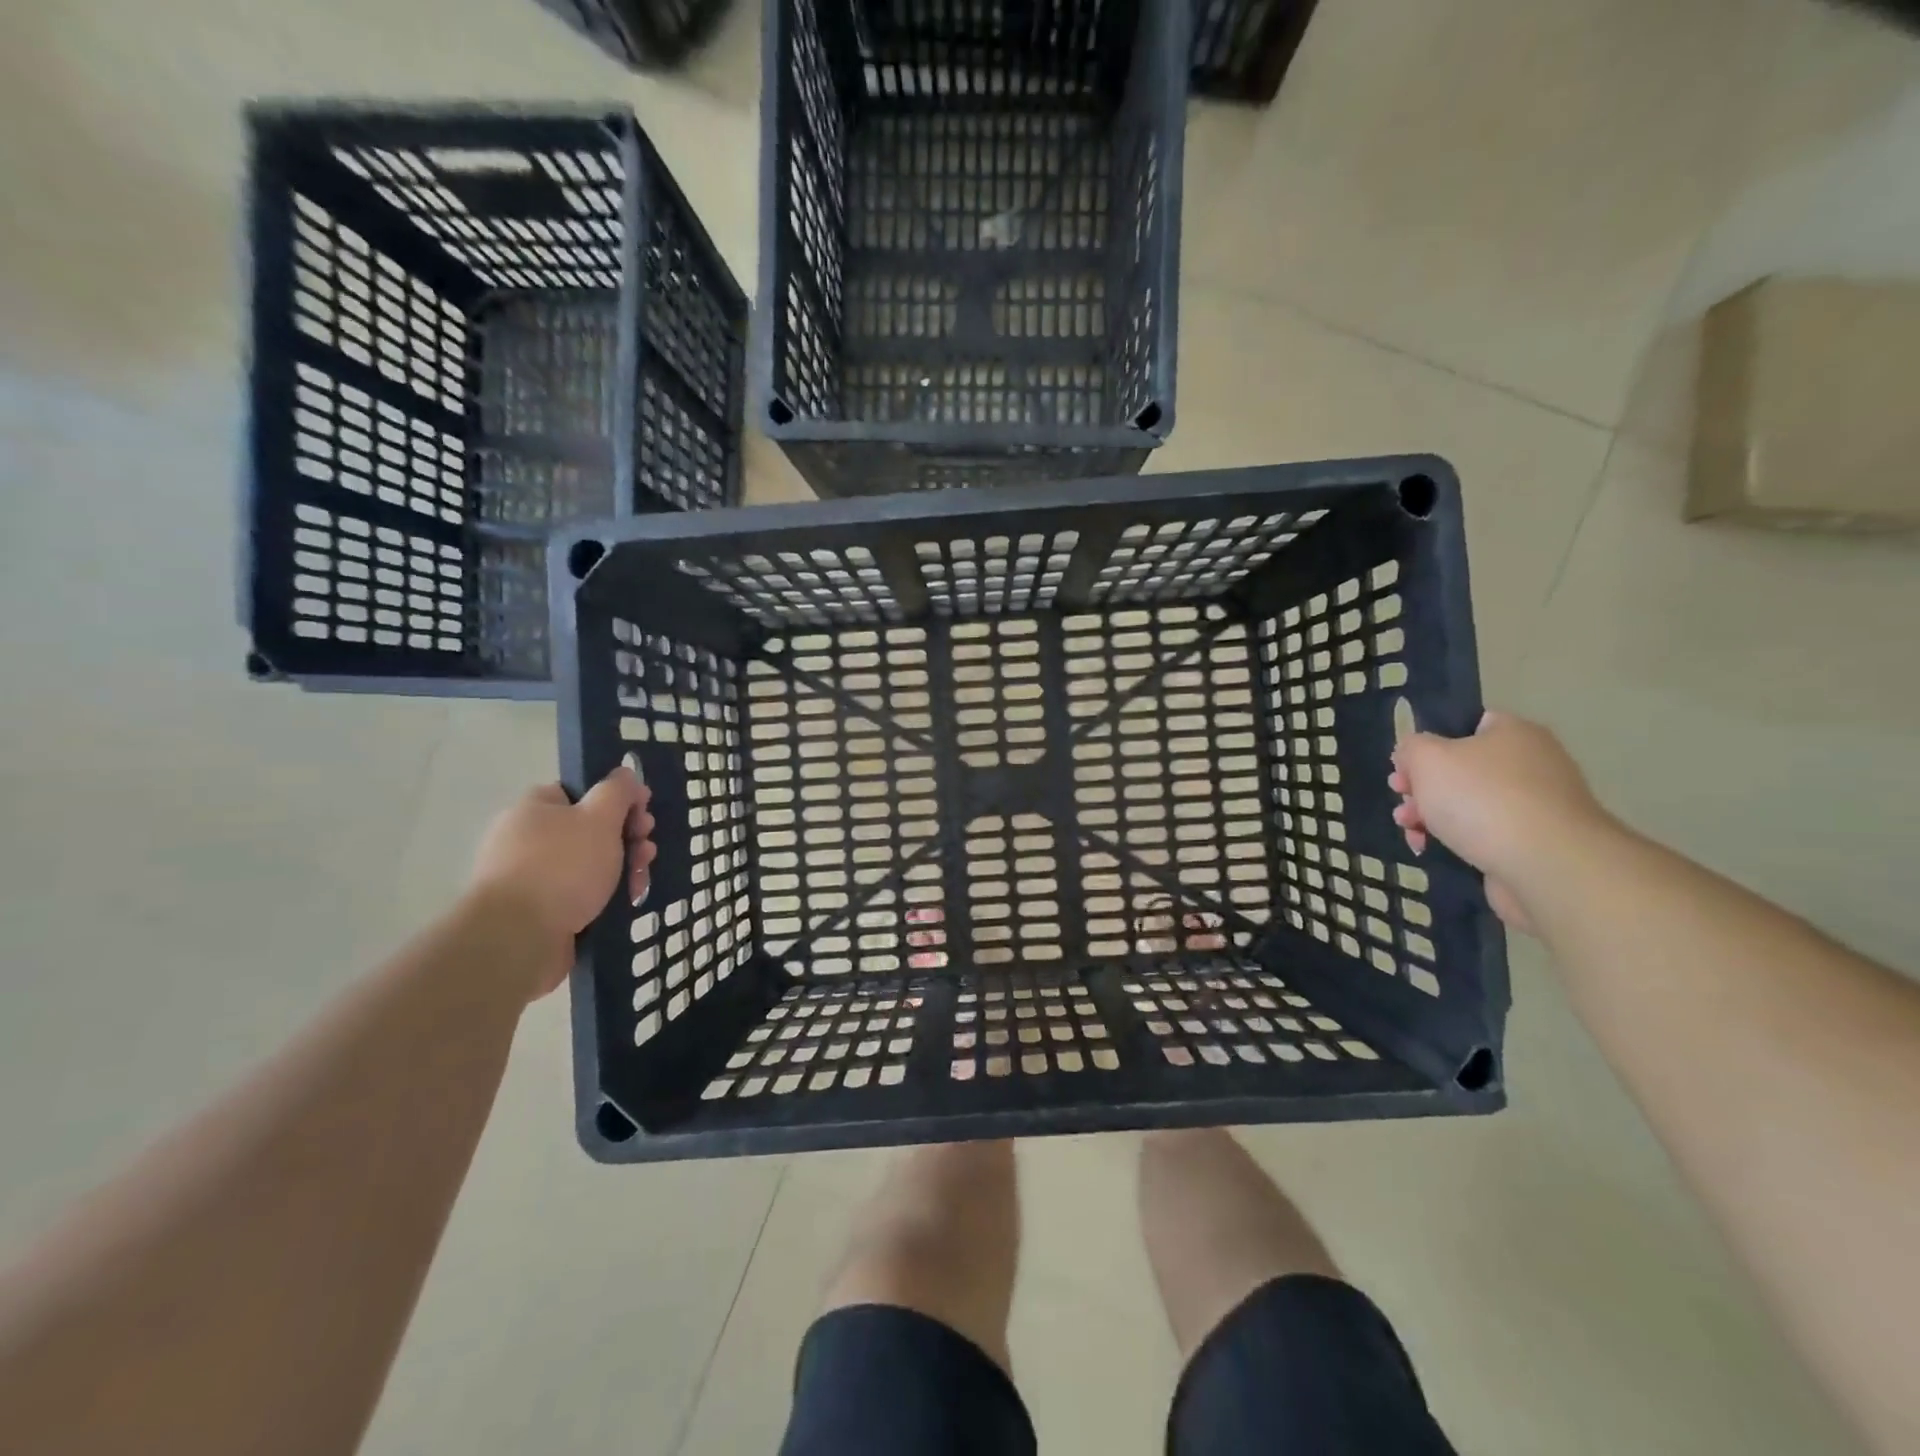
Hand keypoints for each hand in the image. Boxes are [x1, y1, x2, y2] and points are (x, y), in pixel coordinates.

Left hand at [471, 767, 655, 998]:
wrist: (518, 938)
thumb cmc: (562, 867)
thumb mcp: (599, 818)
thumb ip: (617, 792)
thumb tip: (624, 773)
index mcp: (535, 809)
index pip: (580, 792)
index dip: (617, 800)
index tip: (644, 812)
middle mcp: (528, 838)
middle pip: (590, 829)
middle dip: (627, 837)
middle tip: (646, 848)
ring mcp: (532, 877)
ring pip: (590, 864)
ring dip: (623, 867)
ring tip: (640, 881)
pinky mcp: (540, 911)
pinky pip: (581, 894)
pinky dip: (606, 896)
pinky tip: (626, 902)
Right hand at [1388, 711, 1611, 932]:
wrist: (1545, 865)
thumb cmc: (1481, 798)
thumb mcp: (1426, 758)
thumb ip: (1411, 747)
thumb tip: (1413, 755)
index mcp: (1513, 733)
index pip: (1467, 725)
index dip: (1429, 743)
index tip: (1403, 767)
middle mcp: (1531, 764)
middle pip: (1462, 769)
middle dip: (1423, 786)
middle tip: (1401, 800)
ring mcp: (1535, 806)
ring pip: (1468, 804)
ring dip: (1431, 815)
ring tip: (1409, 829)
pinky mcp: (1533, 844)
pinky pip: (1483, 834)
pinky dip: (1454, 840)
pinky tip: (1428, 848)